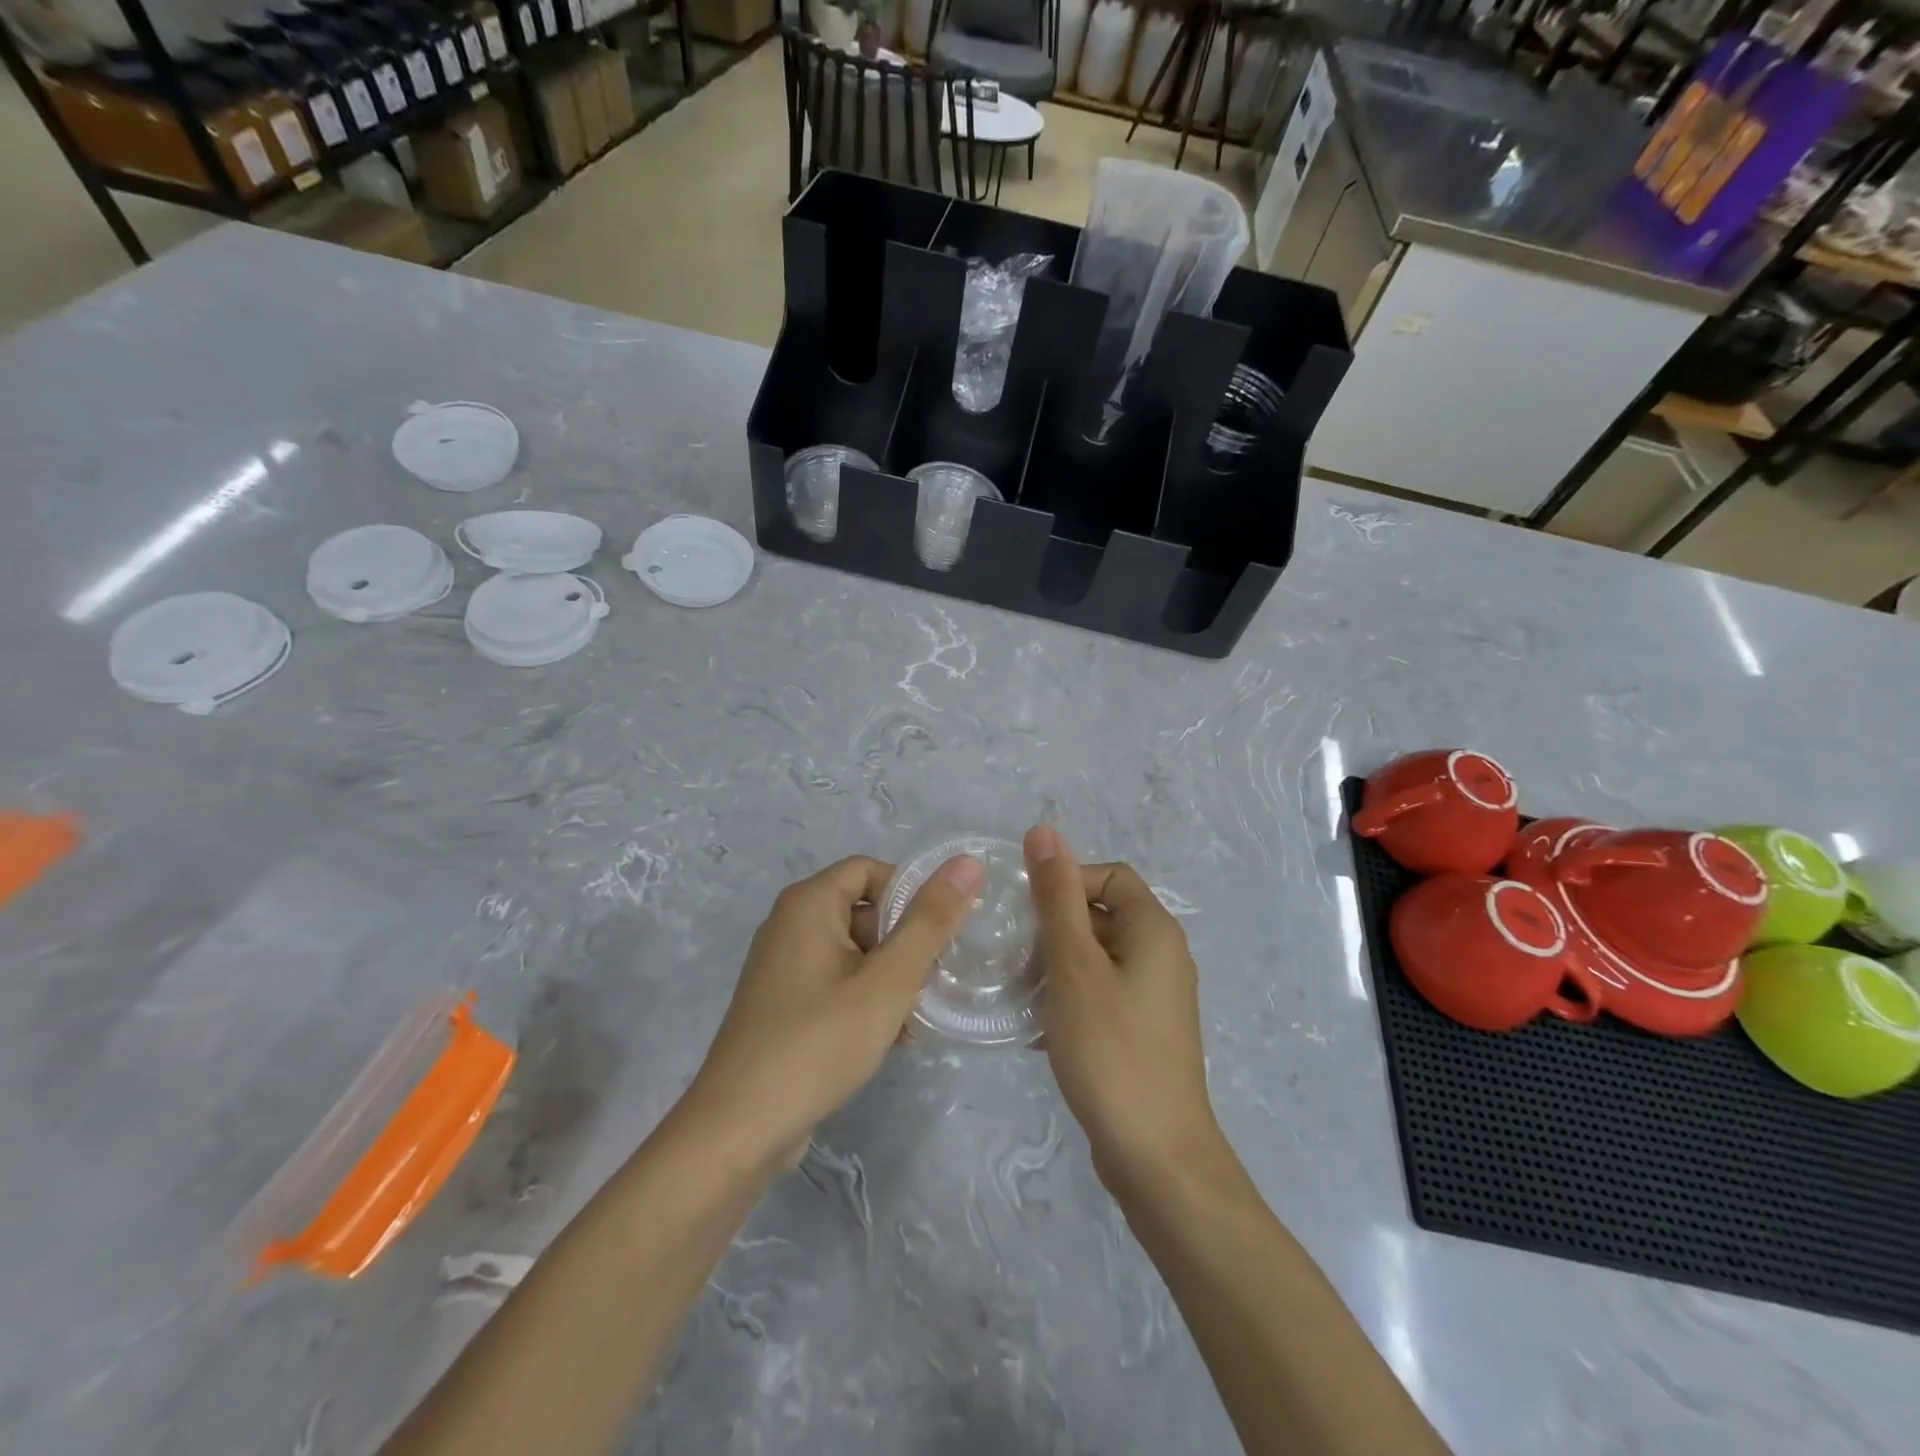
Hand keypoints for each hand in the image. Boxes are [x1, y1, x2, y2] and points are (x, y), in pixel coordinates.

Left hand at [685, 854, 981, 1169]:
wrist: (739, 1130)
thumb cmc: (819, 1042)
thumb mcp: (888, 981)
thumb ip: (930, 921)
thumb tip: (967, 863)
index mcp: (809, 903)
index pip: (872, 870)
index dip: (911, 894)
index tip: (941, 933)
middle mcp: (790, 924)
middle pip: (865, 911)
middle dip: (905, 944)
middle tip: (933, 982)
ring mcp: (783, 966)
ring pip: (855, 952)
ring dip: (891, 978)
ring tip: (916, 1019)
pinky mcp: (783, 1004)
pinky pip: (836, 982)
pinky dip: (866, 999)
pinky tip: (892, 1039)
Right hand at [1025, 826, 1228, 1194]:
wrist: (1155, 1156)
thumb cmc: (1111, 1048)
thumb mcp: (1074, 964)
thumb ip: (1057, 897)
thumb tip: (1044, 830)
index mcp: (1154, 929)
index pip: (1109, 876)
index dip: (1067, 882)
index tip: (1026, 913)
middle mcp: (1162, 956)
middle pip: (1103, 915)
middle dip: (1055, 927)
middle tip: (1014, 952)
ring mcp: (1155, 998)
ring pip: (1097, 958)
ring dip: (1056, 965)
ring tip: (1018, 988)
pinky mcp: (1144, 1032)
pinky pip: (1101, 994)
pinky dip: (1070, 998)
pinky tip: (1036, 1026)